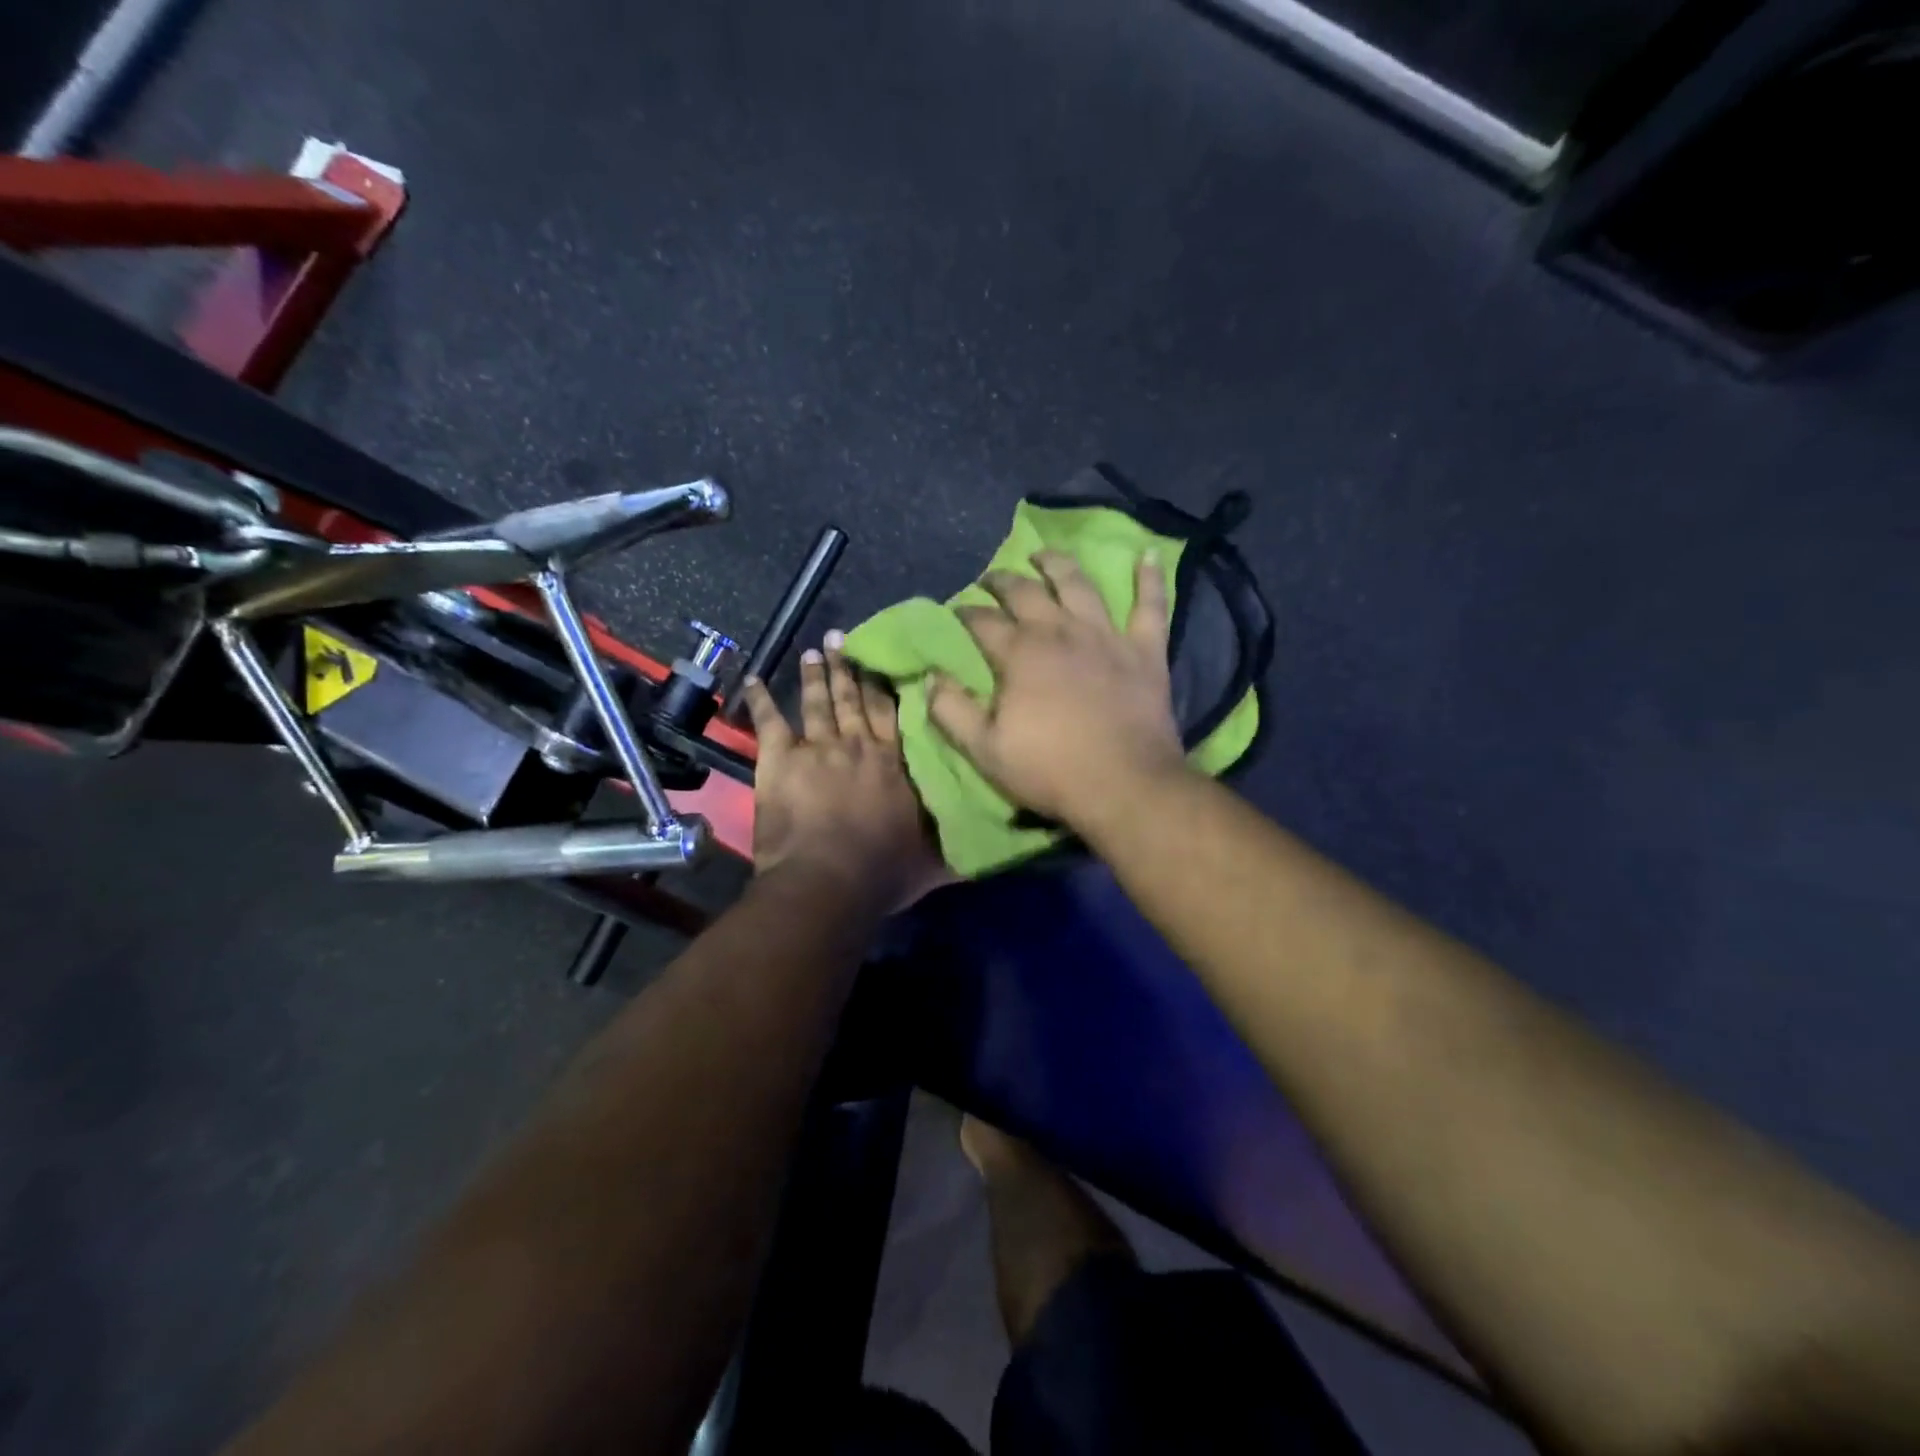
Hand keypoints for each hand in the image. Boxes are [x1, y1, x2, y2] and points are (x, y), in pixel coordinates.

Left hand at [740, 641, 946, 909]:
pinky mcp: (780, 760)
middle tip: (843, 638)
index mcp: (893, 762)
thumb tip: (997, 836)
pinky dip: (759, 700)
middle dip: (849, 668)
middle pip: (854, 699)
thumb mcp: (934, 859)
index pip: (891, 713)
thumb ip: (959, 841)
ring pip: (818, 703)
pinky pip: (769, 722)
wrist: (828, 881)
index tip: (883, 658)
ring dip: (816, 676)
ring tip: (814, 651)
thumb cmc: (882, 872)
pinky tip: (753, 680)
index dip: (886, 684)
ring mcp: (818, 748)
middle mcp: (858, 745)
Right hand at [928, 551, 1187, 826]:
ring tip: (1043, 555)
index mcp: (1019, 654)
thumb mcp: (984, 749)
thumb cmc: (1048, 770)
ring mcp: (1105, 637)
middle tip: (991, 579)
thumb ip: (951, 710)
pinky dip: (1150, 579)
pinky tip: (1148, 555)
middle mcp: (1059, 632)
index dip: (965, 613)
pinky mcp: (1144, 651)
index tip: (957, 611)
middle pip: (1025, 593)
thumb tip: (930, 677)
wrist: (1123, 786)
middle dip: (1003, 582)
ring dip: (1058, 565)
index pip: (982, 622)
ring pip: (1079, 585)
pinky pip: (1151, 606)